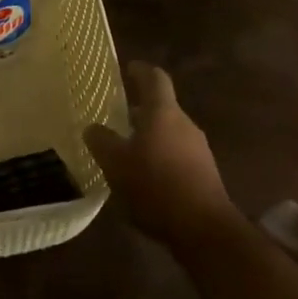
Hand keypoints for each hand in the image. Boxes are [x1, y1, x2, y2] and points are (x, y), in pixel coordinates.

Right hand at [85, 63, 237, 248]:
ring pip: (170, 133)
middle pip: (162, 108)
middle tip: (117, 119)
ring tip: (127, 153)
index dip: (140, 71)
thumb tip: (92, 127)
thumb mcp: (116, 164)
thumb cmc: (155, 185)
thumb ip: (102, 141)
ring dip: (150, 138)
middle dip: (140, 111)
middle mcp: (184, 124)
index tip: (128, 68)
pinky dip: (161, 159)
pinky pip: (178, 157)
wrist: (204, 229)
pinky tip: (146, 179)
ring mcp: (199, 150)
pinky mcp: (205, 175)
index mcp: (163, 112)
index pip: (154, 78)